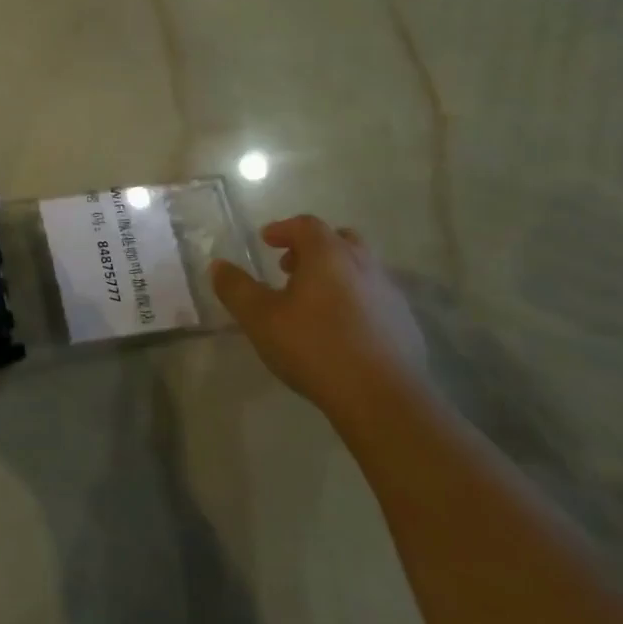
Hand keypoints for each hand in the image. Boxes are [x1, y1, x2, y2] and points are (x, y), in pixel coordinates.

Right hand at [211, 216, 429, 425]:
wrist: (382, 398)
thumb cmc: (314, 347)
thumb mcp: (260, 318)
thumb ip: (236, 288)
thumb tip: (218, 266)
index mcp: (329, 254)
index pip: (305, 225)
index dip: (283, 229)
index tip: (266, 241)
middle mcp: (363, 264)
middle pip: (338, 240)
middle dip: (312, 248)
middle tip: (290, 268)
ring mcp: (389, 293)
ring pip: (359, 268)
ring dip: (334, 274)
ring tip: (312, 302)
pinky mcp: (404, 323)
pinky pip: (374, 297)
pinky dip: (354, 299)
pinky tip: (340, 329)